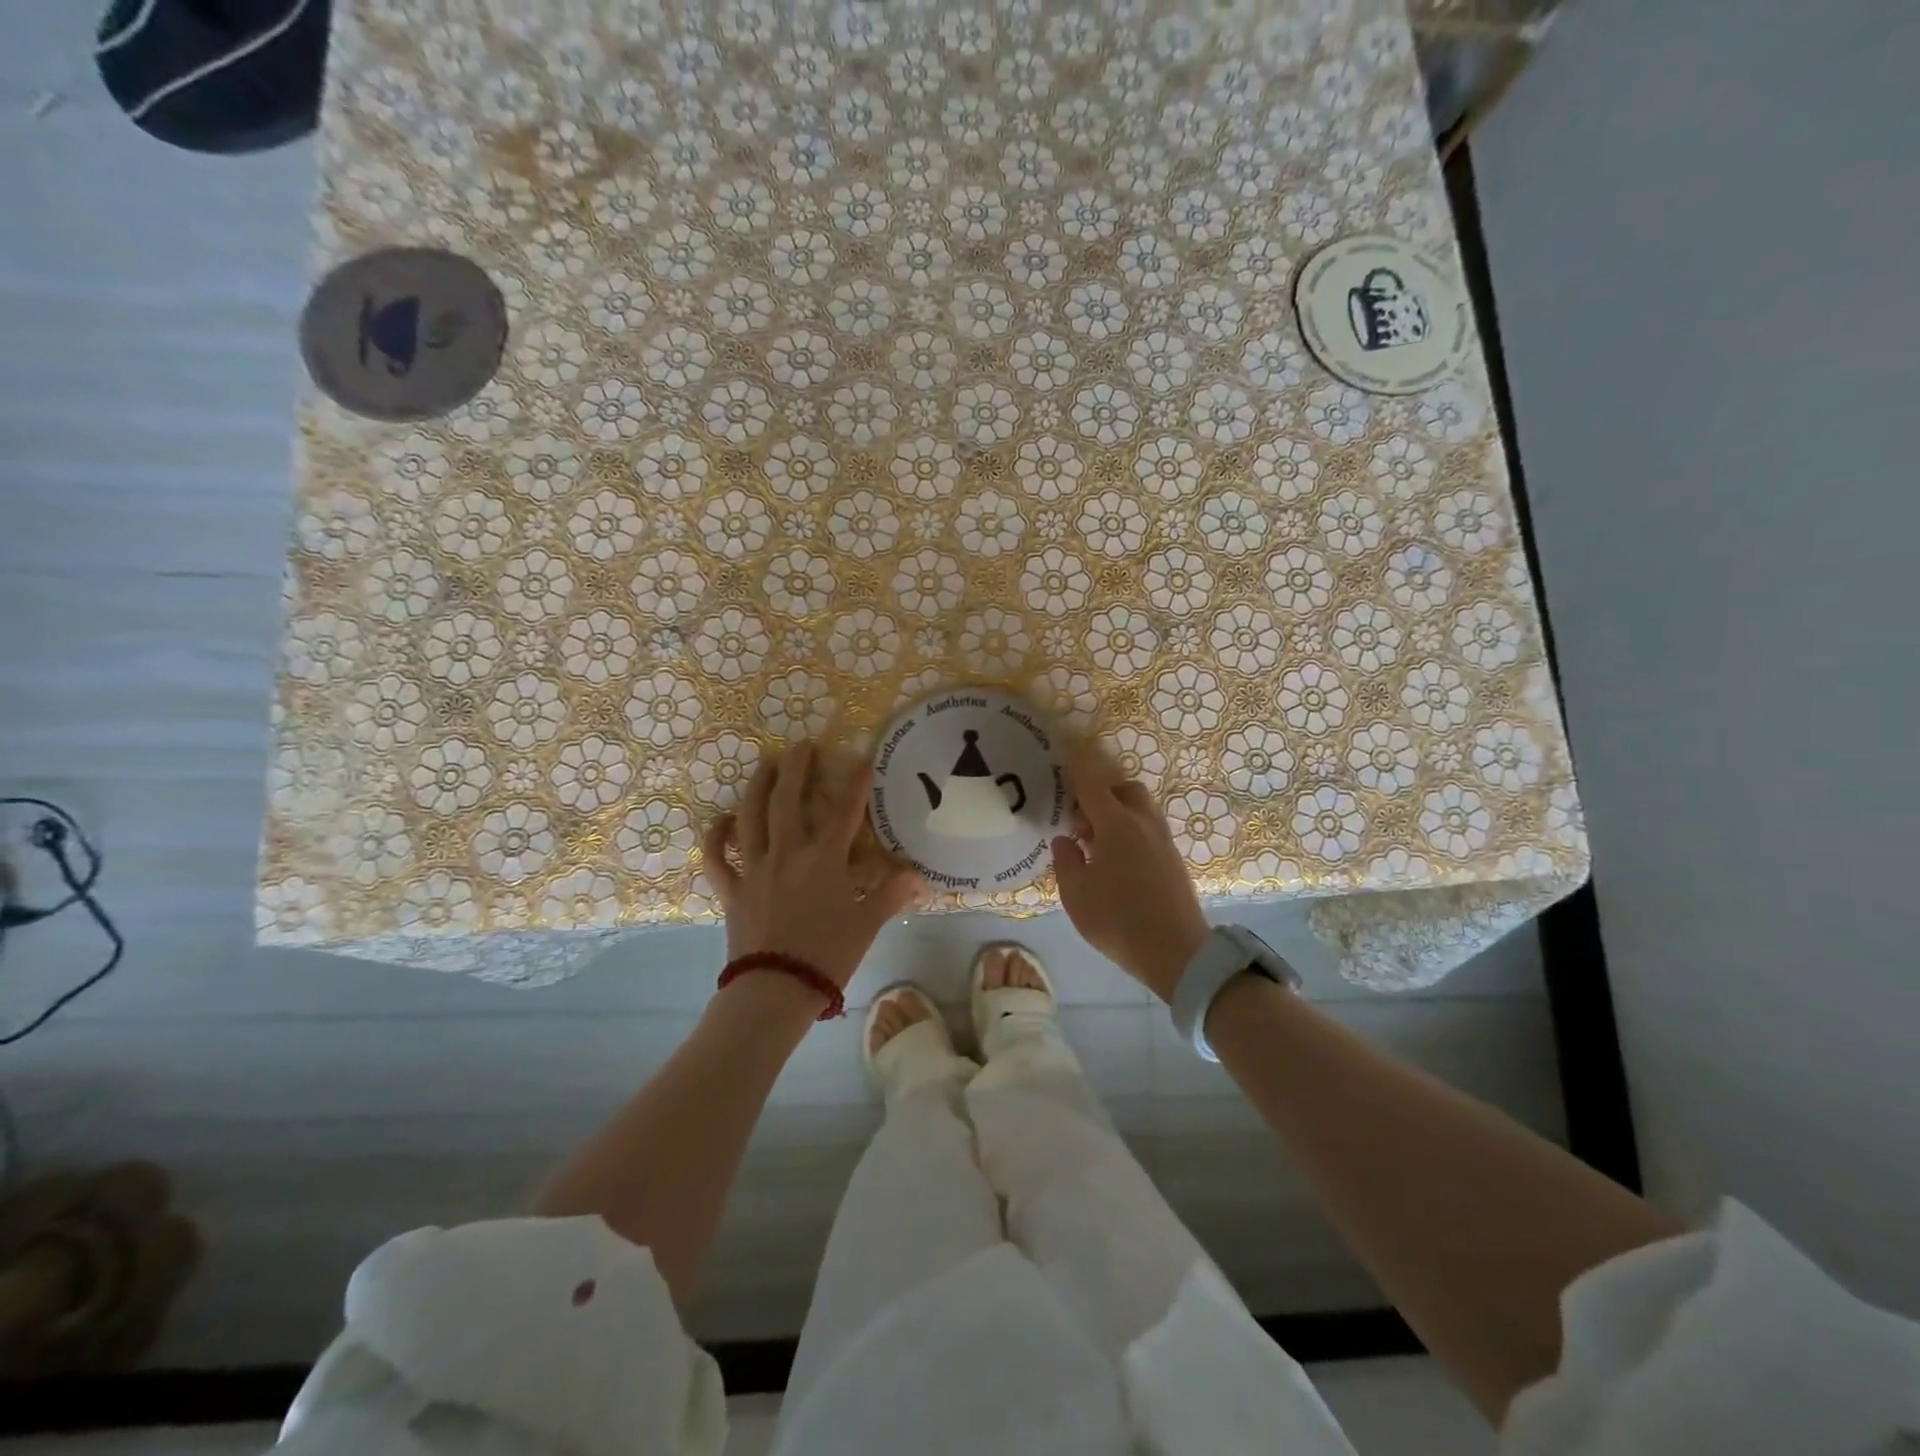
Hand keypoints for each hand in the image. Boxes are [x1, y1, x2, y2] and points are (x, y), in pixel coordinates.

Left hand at [703, 741, 927, 990]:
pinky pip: (717, 858)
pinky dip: (716, 837)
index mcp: (824, 860)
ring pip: (751, 817)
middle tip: (802, 745)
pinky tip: (722, 820)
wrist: (774, 990)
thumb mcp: (867, 924)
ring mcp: (755, 869)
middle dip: (796, 768)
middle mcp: (787, 853)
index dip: (856, 785)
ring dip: (757, 786)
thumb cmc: (827, 955)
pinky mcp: (732, 889)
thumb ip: (891, 894)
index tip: (864, 761)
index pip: (844, 812)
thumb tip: (918, 876)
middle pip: (788, 800)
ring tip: (766, 764)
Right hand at [1051, 748, 1209, 1002]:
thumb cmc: (1119, 921)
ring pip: (1139, 808)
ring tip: (1095, 843)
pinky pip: (1147, 828)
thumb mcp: (1076, 895)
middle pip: (1124, 789)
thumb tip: (1065, 839)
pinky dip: (1130, 829)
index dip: (1077, 767)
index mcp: (1116, 825)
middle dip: (1101, 793)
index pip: (1092, 784)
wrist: (1178, 954)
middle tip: (1080, 818)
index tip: (1066, 753)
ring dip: (1117, 812)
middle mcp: (1143, 824)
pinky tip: (1115, 859)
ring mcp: (1163, 840)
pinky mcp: (1173, 859)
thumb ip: (1066, 861)